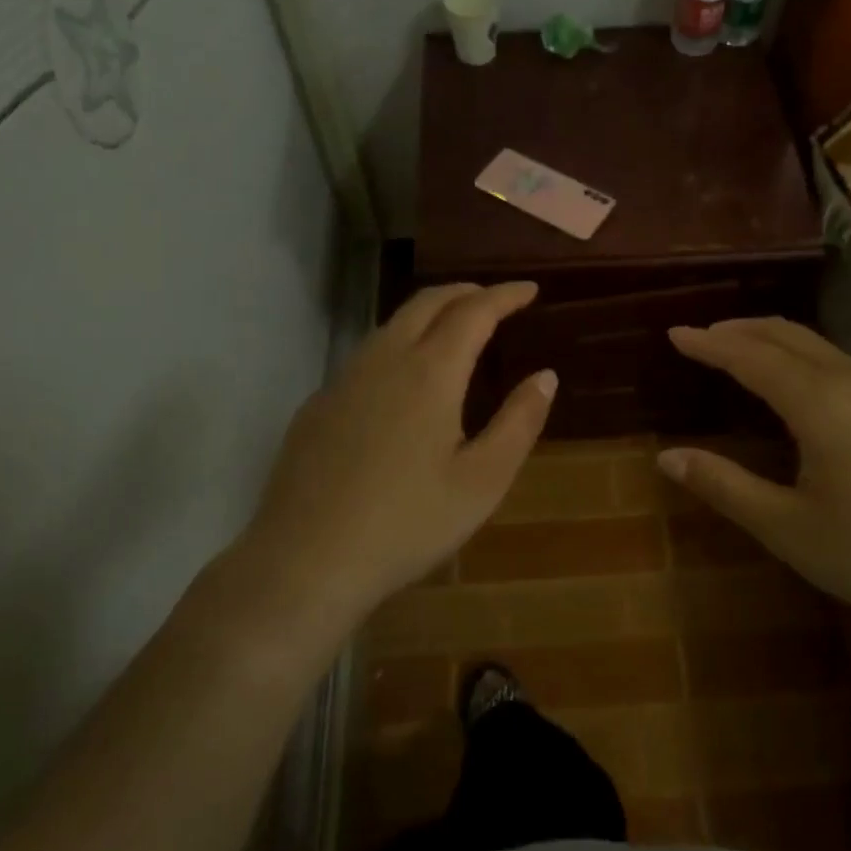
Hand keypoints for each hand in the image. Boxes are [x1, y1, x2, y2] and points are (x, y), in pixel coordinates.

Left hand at [232, 282, 554, 631]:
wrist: (305, 561)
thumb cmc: (408, 523)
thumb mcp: (482, 480)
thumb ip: (519, 422)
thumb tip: (545, 376)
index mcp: (430, 372)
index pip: (474, 311)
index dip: (505, 295)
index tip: (530, 289)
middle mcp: (384, 360)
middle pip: (427, 303)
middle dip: (465, 292)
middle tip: (495, 299)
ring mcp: (343, 380)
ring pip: (391, 324)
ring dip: (429, 313)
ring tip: (454, 329)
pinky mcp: (317, 405)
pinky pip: (366, 355)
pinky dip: (399, 344)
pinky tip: (403, 380)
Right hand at [660, 318, 850, 637]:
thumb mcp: (790, 530)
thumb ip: (727, 488)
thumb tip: (667, 457)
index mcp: (818, 402)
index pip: (749, 356)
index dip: (709, 344)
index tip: (675, 334)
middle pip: (786, 335)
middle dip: (739, 329)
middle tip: (702, 336)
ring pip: (817, 345)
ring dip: (772, 340)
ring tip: (742, 351)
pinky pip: (840, 362)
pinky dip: (802, 356)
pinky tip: (801, 385)